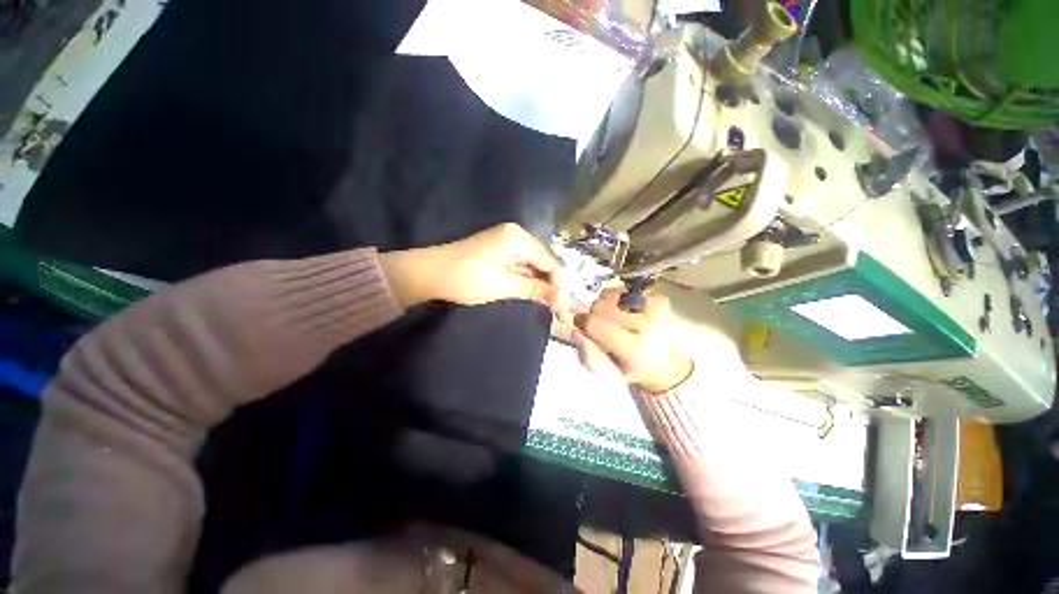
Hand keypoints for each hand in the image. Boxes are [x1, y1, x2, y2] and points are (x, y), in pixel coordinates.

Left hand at [379, 223, 565, 309]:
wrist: (429, 274)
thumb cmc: (466, 278)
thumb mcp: (503, 286)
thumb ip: (534, 290)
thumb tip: (560, 301)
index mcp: (518, 237)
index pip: (550, 261)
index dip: (560, 286)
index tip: (564, 308)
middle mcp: (517, 234)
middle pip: (544, 261)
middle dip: (554, 285)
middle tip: (562, 309)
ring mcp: (508, 241)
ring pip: (535, 265)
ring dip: (543, 284)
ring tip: (555, 305)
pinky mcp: (500, 251)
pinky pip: (523, 265)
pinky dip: (530, 280)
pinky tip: (539, 294)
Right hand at [573, 289, 692, 393]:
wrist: (666, 364)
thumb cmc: (632, 369)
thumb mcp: (607, 372)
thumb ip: (588, 354)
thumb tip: (577, 332)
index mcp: (634, 349)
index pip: (594, 324)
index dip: (582, 322)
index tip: (581, 327)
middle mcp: (648, 325)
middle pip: (600, 305)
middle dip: (594, 314)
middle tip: (601, 326)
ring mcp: (655, 308)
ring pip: (610, 294)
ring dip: (605, 305)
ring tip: (614, 320)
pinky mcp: (659, 297)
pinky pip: (623, 290)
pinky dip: (618, 299)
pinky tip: (625, 313)